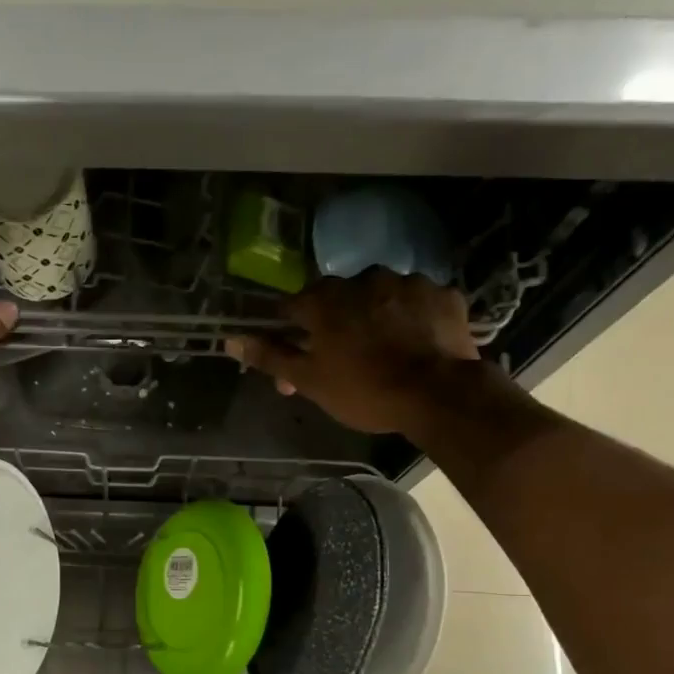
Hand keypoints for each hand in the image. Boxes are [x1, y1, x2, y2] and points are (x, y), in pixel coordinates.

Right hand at [225, 270, 479, 435]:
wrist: (439, 394)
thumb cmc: (364, 390)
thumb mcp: (309, 380)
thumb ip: (270, 356)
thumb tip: (230, 340)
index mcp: (325, 299)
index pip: (291, 306)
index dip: (288, 332)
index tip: (295, 355)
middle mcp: (364, 279)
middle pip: (336, 298)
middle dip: (333, 324)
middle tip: (341, 359)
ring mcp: (408, 282)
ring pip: (379, 297)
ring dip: (374, 316)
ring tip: (384, 350)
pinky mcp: (443, 294)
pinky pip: (418, 302)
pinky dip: (412, 318)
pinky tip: (415, 343)